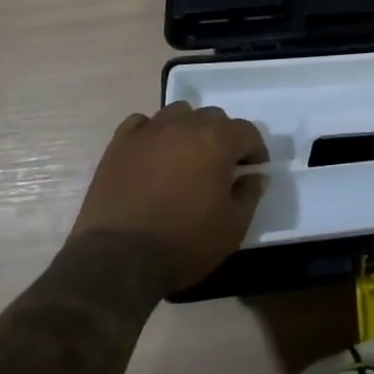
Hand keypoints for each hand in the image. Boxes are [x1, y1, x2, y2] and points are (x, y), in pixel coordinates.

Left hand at [71, 102, 268, 292]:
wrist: (118, 259)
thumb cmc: (184, 242)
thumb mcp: (232, 227)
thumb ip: (249, 195)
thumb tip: (255, 176)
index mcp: (217, 139)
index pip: (247, 132)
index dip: (255, 151)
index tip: (252, 172)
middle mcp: (185, 124)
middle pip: (213, 118)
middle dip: (222, 138)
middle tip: (218, 168)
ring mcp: (149, 130)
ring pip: (177, 114)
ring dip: (187, 130)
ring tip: (184, 158)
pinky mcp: (120, 143)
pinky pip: (142, 125)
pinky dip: (151, 134)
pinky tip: (151, 156)